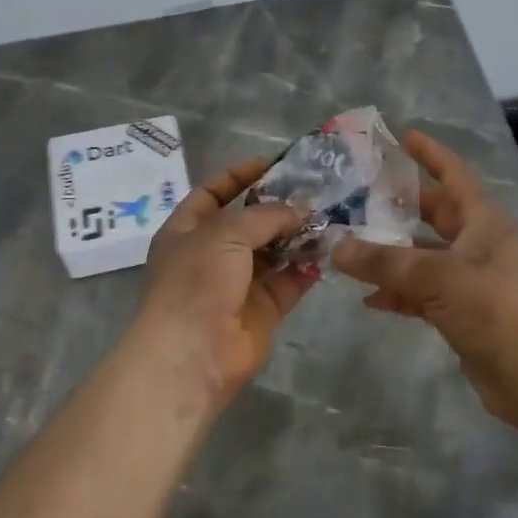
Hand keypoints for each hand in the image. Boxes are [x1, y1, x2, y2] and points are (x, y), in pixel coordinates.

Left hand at [133, 157, 317, 400]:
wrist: (193, 353)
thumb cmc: (197, 280)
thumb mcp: (227, 232)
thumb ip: (267, 215)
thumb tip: (302, 210)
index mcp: (187, 231)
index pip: (213, 193)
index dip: (239, 176)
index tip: (273, 164)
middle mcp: (211, 255)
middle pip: (248, 223)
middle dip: (278, 207)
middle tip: (315, 191)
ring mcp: (237, 284)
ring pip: (273, 252)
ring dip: (298, 235)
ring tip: (329, 216)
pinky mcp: (262, 310)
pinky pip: (289, 281)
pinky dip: (308, 266)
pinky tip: (330, 249)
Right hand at [332, 130, 517, 433]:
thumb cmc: (493, 308)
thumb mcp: (436, 277)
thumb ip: (384, 262)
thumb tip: (337, 247)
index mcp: (483, 221)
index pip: (454, 175)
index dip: (431, 154)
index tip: (405, 136)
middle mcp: (478, 243)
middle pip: (435, 214)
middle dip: (401, 205)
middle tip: (362, 194)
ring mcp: (471, 279)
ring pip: (424, 256)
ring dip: (392, 254)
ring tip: (352, 247)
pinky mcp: (463, 311)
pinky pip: (423, 292)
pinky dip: (398, 292)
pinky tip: (368, 298)